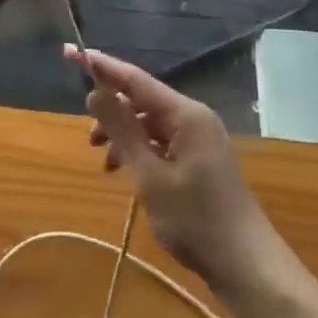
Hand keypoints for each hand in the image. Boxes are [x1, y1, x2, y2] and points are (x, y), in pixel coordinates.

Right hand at [72, 48, 287, 300]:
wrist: (246, 264)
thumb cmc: (195, 220)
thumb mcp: (150, 177)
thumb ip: (123, 131)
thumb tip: (95, 92)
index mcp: (185, 114)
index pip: (135, 79)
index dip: (102, 66)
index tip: (71, 53)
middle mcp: (193, 117)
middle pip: (142, 100)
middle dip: (112, 111)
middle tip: (87, 136)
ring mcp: (199, 138)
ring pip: (150, 123)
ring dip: (124, 135)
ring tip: (102, 159)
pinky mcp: (199, 159)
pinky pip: (162, 141)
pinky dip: (140, 151)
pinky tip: (124, 171)